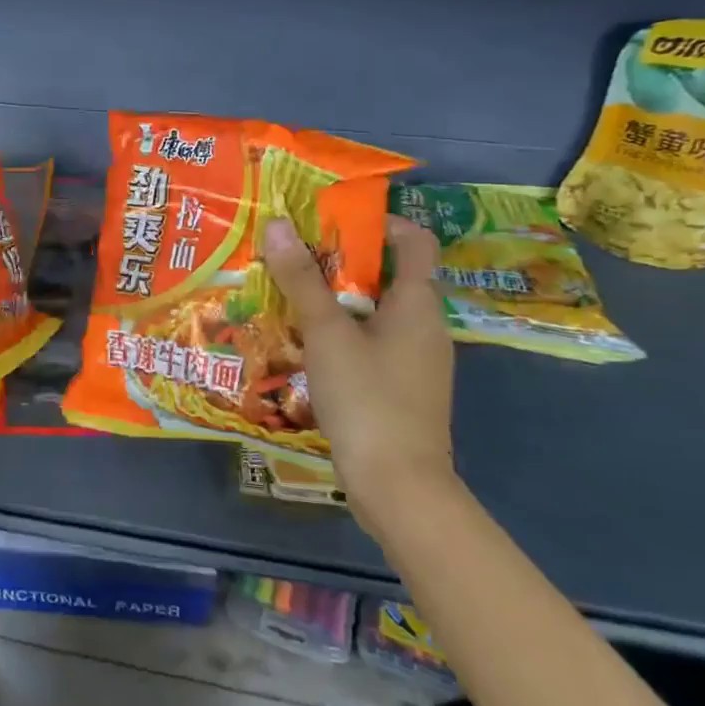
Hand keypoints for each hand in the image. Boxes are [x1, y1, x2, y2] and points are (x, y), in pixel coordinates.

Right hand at [261, 215, 455, 535]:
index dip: (380, 222)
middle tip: (294, 256)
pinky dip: (342, 333)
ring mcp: (415, 361)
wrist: (398, 485)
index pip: (415, 242)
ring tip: (289, 296)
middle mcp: (425, 326)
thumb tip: (279, 224)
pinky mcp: (400, 388)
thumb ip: (301, 279)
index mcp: (418, 304)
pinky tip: (305, 344)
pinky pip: (371, 343)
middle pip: (388, 275)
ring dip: (336, 299)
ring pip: (376, 312)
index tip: (332, 220)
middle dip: (341, 261)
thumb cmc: (368, 397)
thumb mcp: (327, 333)